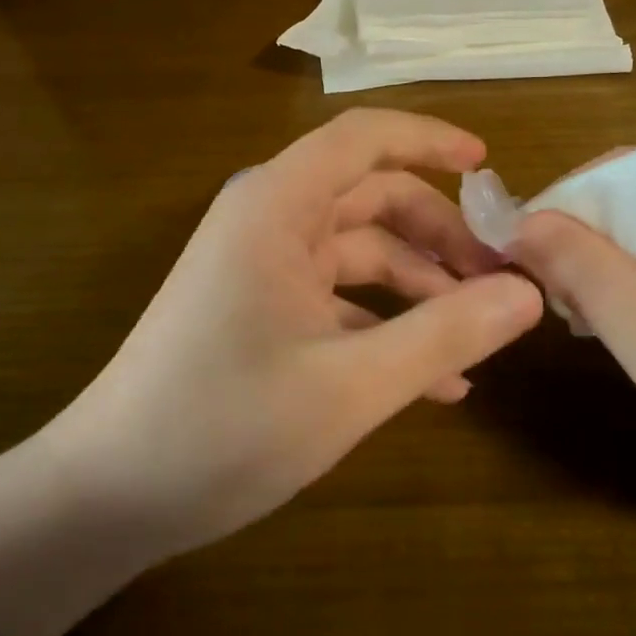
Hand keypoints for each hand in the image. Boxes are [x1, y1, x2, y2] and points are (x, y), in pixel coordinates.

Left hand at [44, 108, 543, 561]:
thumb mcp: (350, 386)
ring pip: (361, 251)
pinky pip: (339, 297)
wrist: (108, 498)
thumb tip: (527, 294)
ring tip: (480, 334)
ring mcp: (262, 266)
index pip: (363, 137)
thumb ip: (444, 334)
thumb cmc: (223, 428)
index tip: (489, 168)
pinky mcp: (261, 310)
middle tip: (502, 278)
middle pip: (372, 197)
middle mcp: (269, 221)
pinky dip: (387, 323)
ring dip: (421, 285)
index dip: (430, 140)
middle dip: (440, 233)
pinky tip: (437, 380)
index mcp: (277, 206)